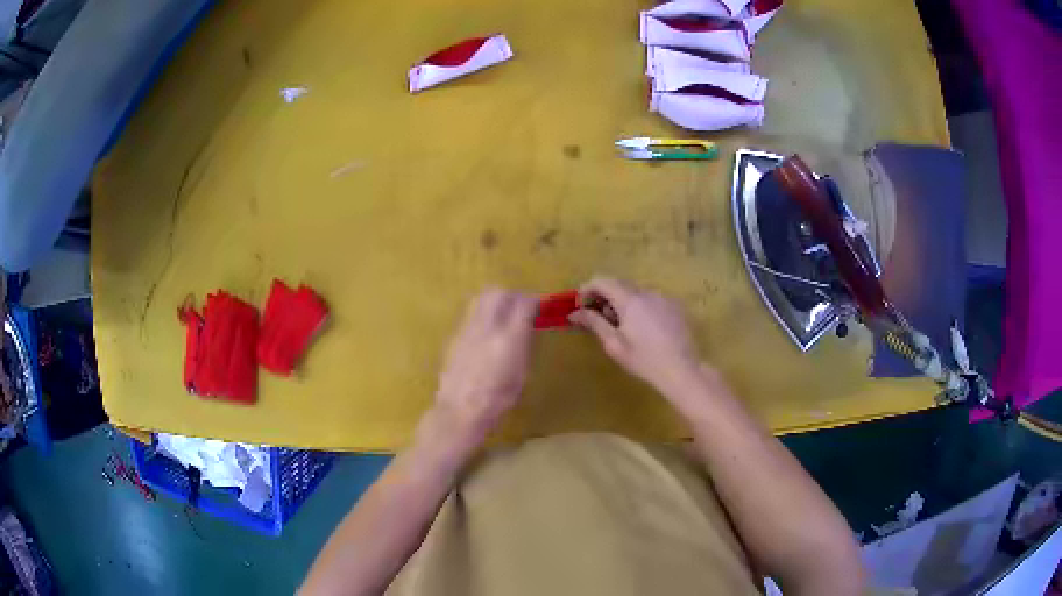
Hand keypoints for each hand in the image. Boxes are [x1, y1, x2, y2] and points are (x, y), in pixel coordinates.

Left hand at [427, 289, 536, 450]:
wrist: (459, 410)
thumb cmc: (497, 399)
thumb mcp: (521, 373)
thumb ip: (523, 345)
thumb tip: (526, 327)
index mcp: (509, 338)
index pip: (523, 304)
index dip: (533, 301)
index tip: (538, 307)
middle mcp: (487, 326)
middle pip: (499, 293)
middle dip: (512, 295)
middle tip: (520, 306)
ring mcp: (467, 329)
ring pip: (481, 299)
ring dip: (495, 301)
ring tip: (502, 315)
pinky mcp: (454, 336)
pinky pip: (471, 314)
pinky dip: (482, 315)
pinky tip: (486, 332)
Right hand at [570, 277, 702, 394]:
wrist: (682, 370)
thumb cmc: (644, 360)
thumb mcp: (614, 344)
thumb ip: (594, 323)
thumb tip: (574, 312)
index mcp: (630, 300)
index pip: (603, 281)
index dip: (587, 289)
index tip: (581, 305)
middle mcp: (647, 292)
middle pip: (620, 283)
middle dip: (605, 295)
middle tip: (598, 317)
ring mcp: (663, 297)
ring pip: (636, 291)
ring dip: (623, 301)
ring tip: (622, 325)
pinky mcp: (675, 306)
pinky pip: (652, 299)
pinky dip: (640, 306)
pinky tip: (643, 328)